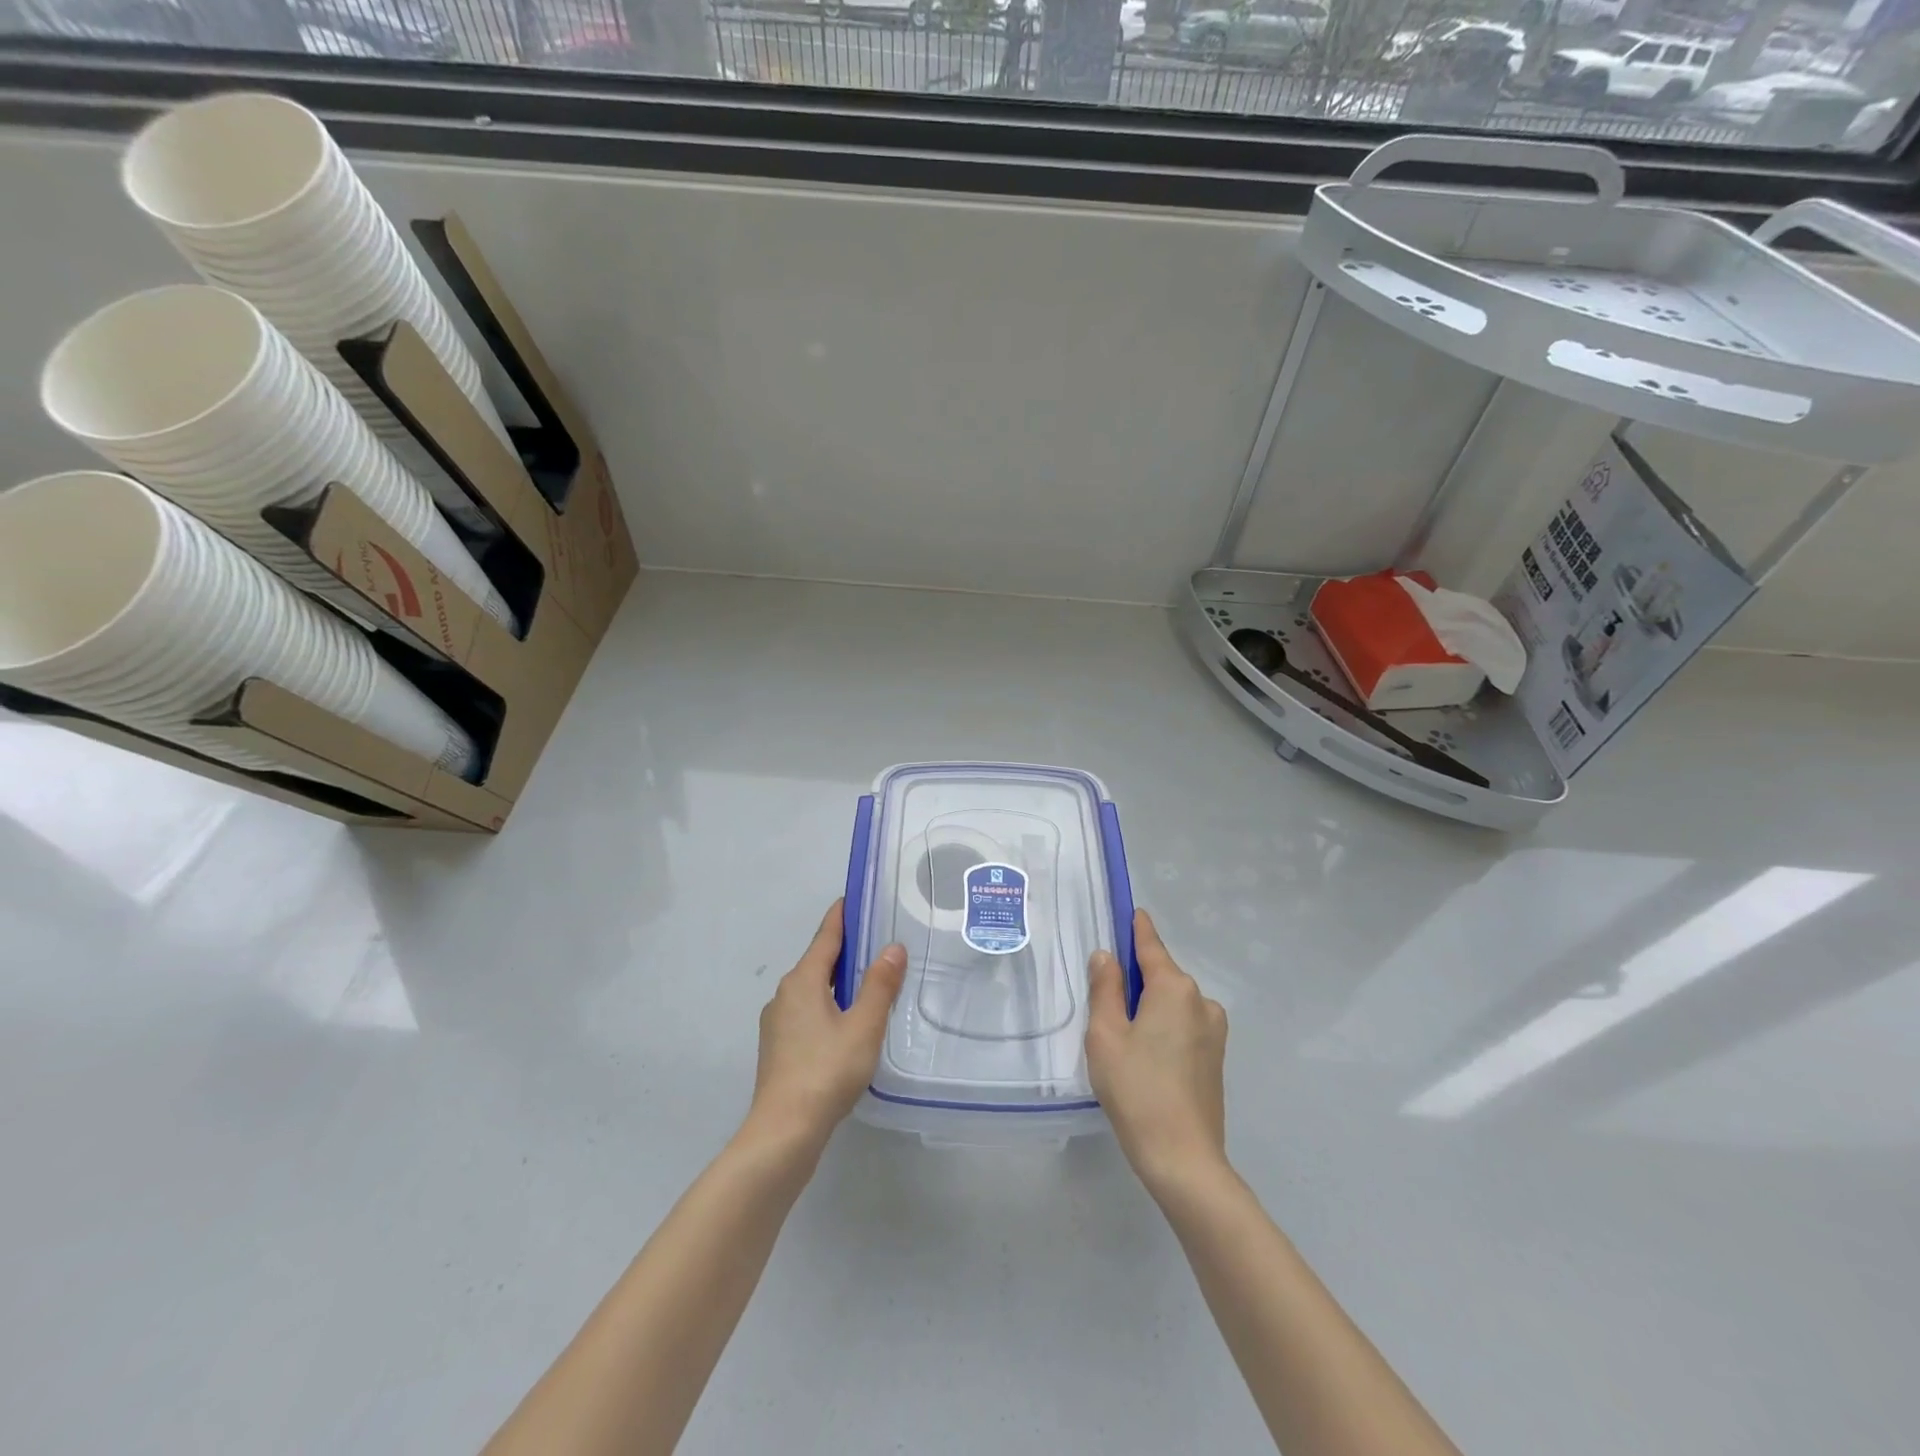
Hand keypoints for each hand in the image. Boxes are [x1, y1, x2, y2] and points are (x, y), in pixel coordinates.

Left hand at [747, 900, 906, 1152]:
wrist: (783, 1133)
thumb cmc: (826, 1072)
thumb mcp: (863, 1026)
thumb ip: (879, 985)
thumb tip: (892, 947)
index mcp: (803, 980)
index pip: (826, 936)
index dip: (842, 916)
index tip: (855, 898)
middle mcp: (784, 994)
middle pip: (818, 961)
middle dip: (845, 950)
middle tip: (877, 942)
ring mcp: (777, 1022)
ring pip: (812, 989)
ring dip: (837, 982)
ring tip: (869, 984)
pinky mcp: (778, 1048)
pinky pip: (807, 1012)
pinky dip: (828, 1006)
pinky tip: (847, 1025)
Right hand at [1086, 909, 1228, 1195]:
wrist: (1183, 1159)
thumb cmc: (1136, 1089)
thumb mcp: (1106, 1034)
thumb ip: (1105, 989)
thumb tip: (1107, 957)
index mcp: (1174, 988)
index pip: (1151, 946)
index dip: (1137, 928)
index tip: (1133, 911)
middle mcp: (1201, 1001)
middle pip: (1161, 976)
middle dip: (1136, 979)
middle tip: (1105, 1001)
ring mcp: (1214, 1031)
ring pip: (1172, 1004)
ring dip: (1149, 1008)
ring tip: (1122, 1040)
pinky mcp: (1216, 1058)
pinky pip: (1183, 1026)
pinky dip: (1163, 1028)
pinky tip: (1145, 1058)